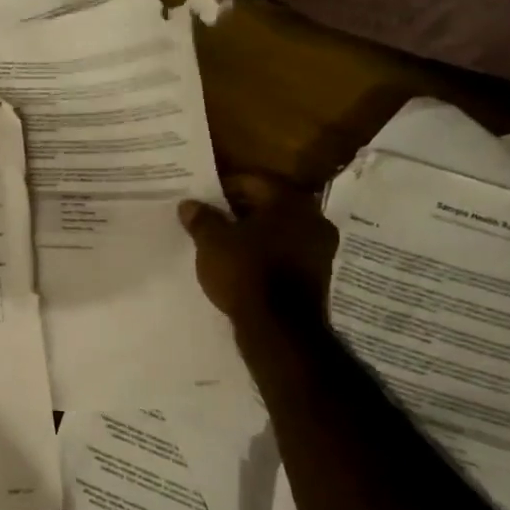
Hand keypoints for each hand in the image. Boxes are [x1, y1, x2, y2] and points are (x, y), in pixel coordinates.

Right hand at [178, 174, 336, 335]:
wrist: (280, 328)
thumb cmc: (246, 273)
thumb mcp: (212, 243)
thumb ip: (201, 219)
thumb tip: (189, 204)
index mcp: (289, 201)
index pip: (253, 181)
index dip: (224, 187)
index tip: (203, 198)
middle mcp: (313, 218)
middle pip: (270, 204)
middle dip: (240, 210)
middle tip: (212, 219)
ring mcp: (320, 248)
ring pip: (280, 230)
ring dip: (254, 233)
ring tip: (224, 243)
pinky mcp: (317, 275)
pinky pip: (287, 253)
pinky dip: (266, 253)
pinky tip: (244, 264)